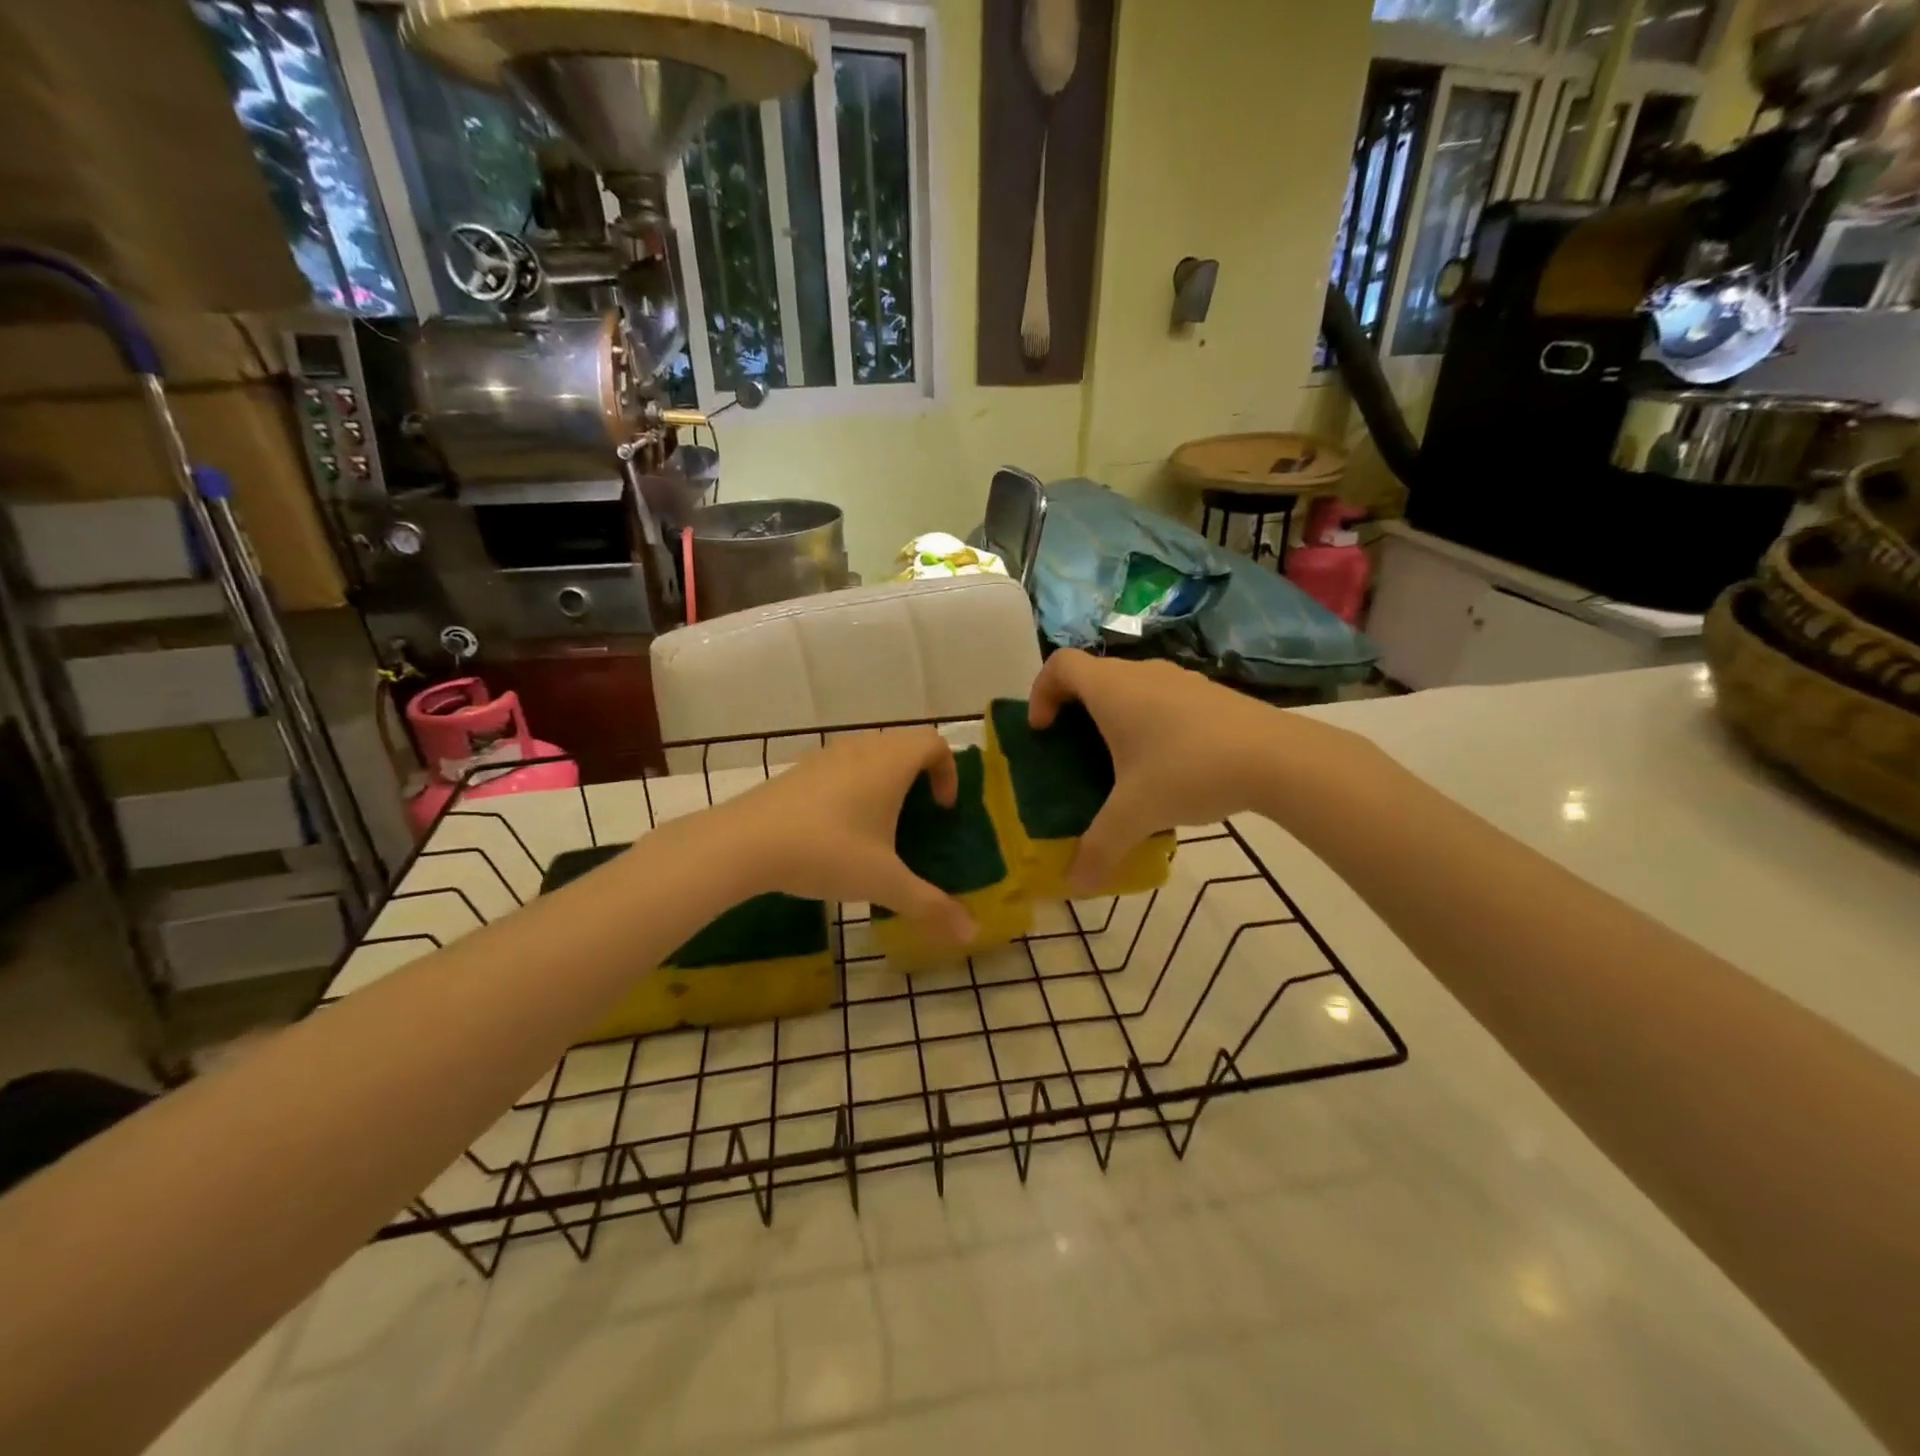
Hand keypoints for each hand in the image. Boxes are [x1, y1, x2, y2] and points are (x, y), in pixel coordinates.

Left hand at [713, 728, 974, 943]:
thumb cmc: (827, 852)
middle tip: (918, 818)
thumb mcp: (883, 881)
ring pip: (869, 754)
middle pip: (903, 745)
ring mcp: (826, 756)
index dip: (948, 771)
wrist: (744, 843)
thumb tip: (972, 933)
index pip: (934, 742)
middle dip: (919, 777)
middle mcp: (861, 748)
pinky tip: (838, 830)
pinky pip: (841, 767)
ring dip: (884, 781)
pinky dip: (853, 787)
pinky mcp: (798, 771)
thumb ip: (930, 905)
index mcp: (890, 762)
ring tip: (879, 826)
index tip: (942, 809)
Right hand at [1028, 650, 1365, 891]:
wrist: (1278, 758)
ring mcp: (1179, 679)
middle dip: (1074, 711)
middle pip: (1092, 676)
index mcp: (1111, 689)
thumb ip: (1100, 848)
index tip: (1044, 731)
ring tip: (1119, 764)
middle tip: (1074, 753)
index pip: (1059, 664)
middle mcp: (1141, 673)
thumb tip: (1075, 885)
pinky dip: (1149, 722)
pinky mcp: (1209, 694)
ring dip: (1114, 717)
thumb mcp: (1136, 814)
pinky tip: (1167, 765)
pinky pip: (1162, 699)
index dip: (1040, 693)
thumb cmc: (1189, 770)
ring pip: (1130, 687)